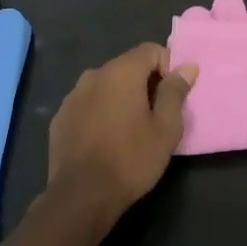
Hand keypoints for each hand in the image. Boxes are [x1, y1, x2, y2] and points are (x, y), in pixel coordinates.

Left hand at [44, 44, 195, 223]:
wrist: (81, 195)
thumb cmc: (131, 159)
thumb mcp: (165, 129)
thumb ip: (175, 93)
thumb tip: (187, 67)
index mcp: (121, 72)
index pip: (150, 50)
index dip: (167, 67)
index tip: (172, 96)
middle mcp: (94, 75)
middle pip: (126, 66)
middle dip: (144, 84)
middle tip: (155, 116)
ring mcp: (72, 96)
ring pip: (105, 86)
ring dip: (120, 98)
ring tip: (129, 130)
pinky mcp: (59, 117)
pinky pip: (87, 104)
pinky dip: (99, 113)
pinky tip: (104, 140)